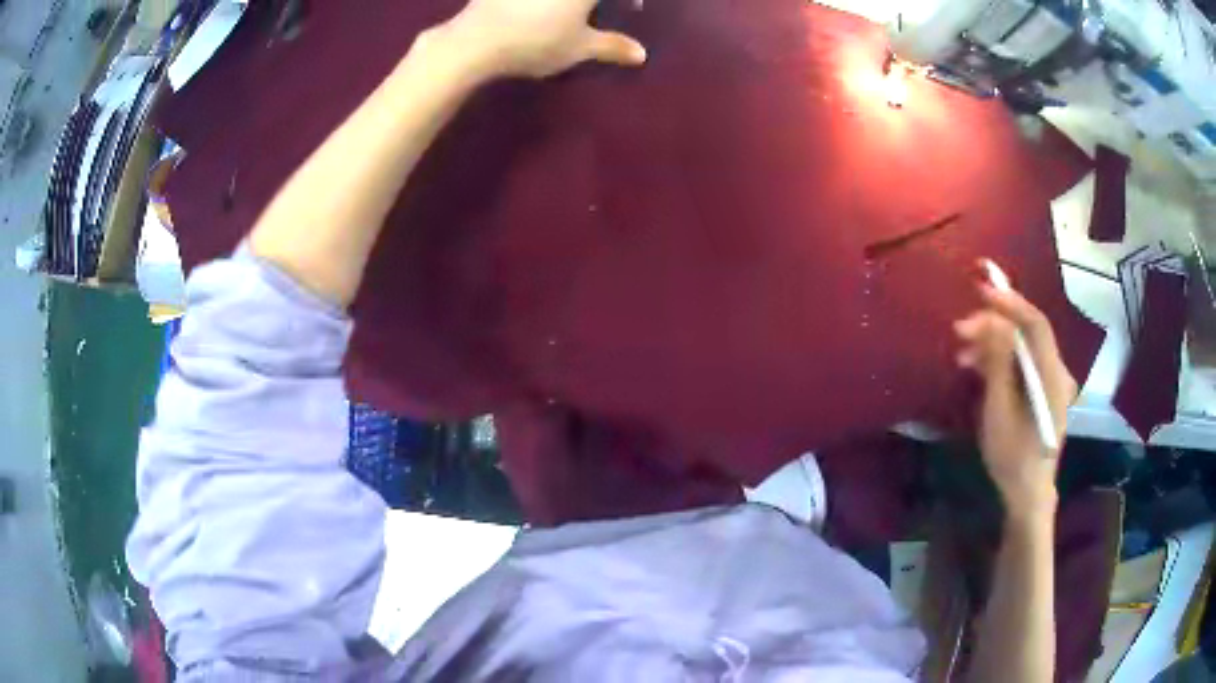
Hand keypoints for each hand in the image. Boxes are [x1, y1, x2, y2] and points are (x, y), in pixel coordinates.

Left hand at [441, 0, 646, 79]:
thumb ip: (612, 46)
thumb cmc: (537, 41)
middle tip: (597, 10)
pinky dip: (543, 2)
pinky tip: (538, 8)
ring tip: (571, 11)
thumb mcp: (580, 48)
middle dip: (598, 2)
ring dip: (571, 3)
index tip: (633, 7)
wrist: (476, 40)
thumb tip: (641, 55)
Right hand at [954, 281, 1078, 524]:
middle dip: (994, 324)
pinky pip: (1022, 362)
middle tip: (961, 329)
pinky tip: (977, 366)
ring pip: (1023, 347)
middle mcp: (1057, 371)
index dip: (1010, 303)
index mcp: (1051, 376)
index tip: (980, 290)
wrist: (1027, 493)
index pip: (1035, 324)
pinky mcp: (1043, 390)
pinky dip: (1001, 358)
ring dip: (993, 343)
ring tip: (962, 352)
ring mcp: (1052, 381)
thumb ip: (998, 363)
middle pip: (1028, 332)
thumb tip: (992, 320)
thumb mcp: (999, 412)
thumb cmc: (1012, 457)